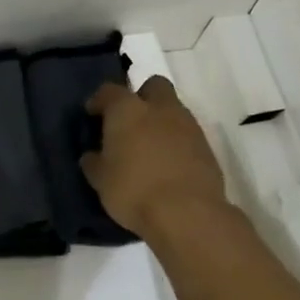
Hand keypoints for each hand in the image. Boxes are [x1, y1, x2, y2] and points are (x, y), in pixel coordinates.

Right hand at [80, 76, 228, 240]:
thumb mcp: (101, 180)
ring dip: (160, 121)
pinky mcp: (207, 147)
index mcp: (128, 110)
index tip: (92, 115)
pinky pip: (187, 134)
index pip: (110, 91)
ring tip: (148, 148)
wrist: (187, 213)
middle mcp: (160, 109)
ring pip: (173, 109)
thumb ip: (95, 162)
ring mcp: (188, 126)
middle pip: (153, 86)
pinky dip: (176, 142)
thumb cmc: (133, 191)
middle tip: (129, 122)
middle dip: (141, 97)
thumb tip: (92, 156)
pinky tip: (167, 164)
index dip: (99, 101)